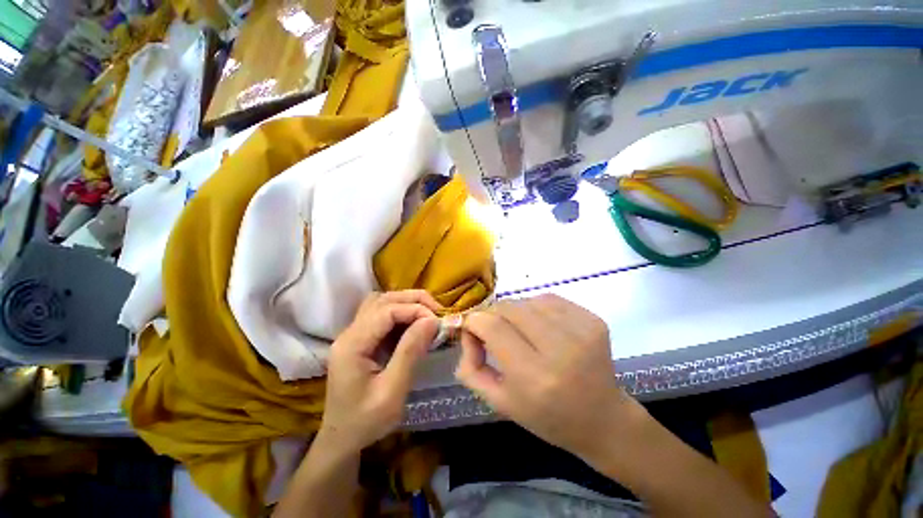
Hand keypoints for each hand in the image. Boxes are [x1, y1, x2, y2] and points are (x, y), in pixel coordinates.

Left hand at [320, 290, 439, 452]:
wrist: (342, 439)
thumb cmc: (366, 422)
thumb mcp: (392, 392)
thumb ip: (410, 352)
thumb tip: (431, 321)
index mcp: (352, 345)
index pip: (386, 311)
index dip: (415, 309)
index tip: (437, 322)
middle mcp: (349, 333)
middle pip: (383, 300)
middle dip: (413, 300)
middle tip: (437, 312)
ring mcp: (353, 334)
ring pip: (381, 303)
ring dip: (406, 303)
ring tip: (427, 315)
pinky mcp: (361, 339)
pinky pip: (382, 315)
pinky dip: (401, 313)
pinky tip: (414, 324)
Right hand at [455, 294, 640, 460]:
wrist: (603, 419)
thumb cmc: (547, 417)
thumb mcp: (499, 402)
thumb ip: (471, 368)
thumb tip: (466, 332)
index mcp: (535, 377)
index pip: (492, 327)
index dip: (474, 321)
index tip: (471, 328)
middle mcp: (561, 349)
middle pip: (509, 308)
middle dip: (492, 314)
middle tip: (492, 329)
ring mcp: (581, 330)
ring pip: (527, 300)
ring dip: (515, 312)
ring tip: (520, 331)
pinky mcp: (593, 319)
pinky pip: (549, 299)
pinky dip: (536, 308)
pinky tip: (541, 326)